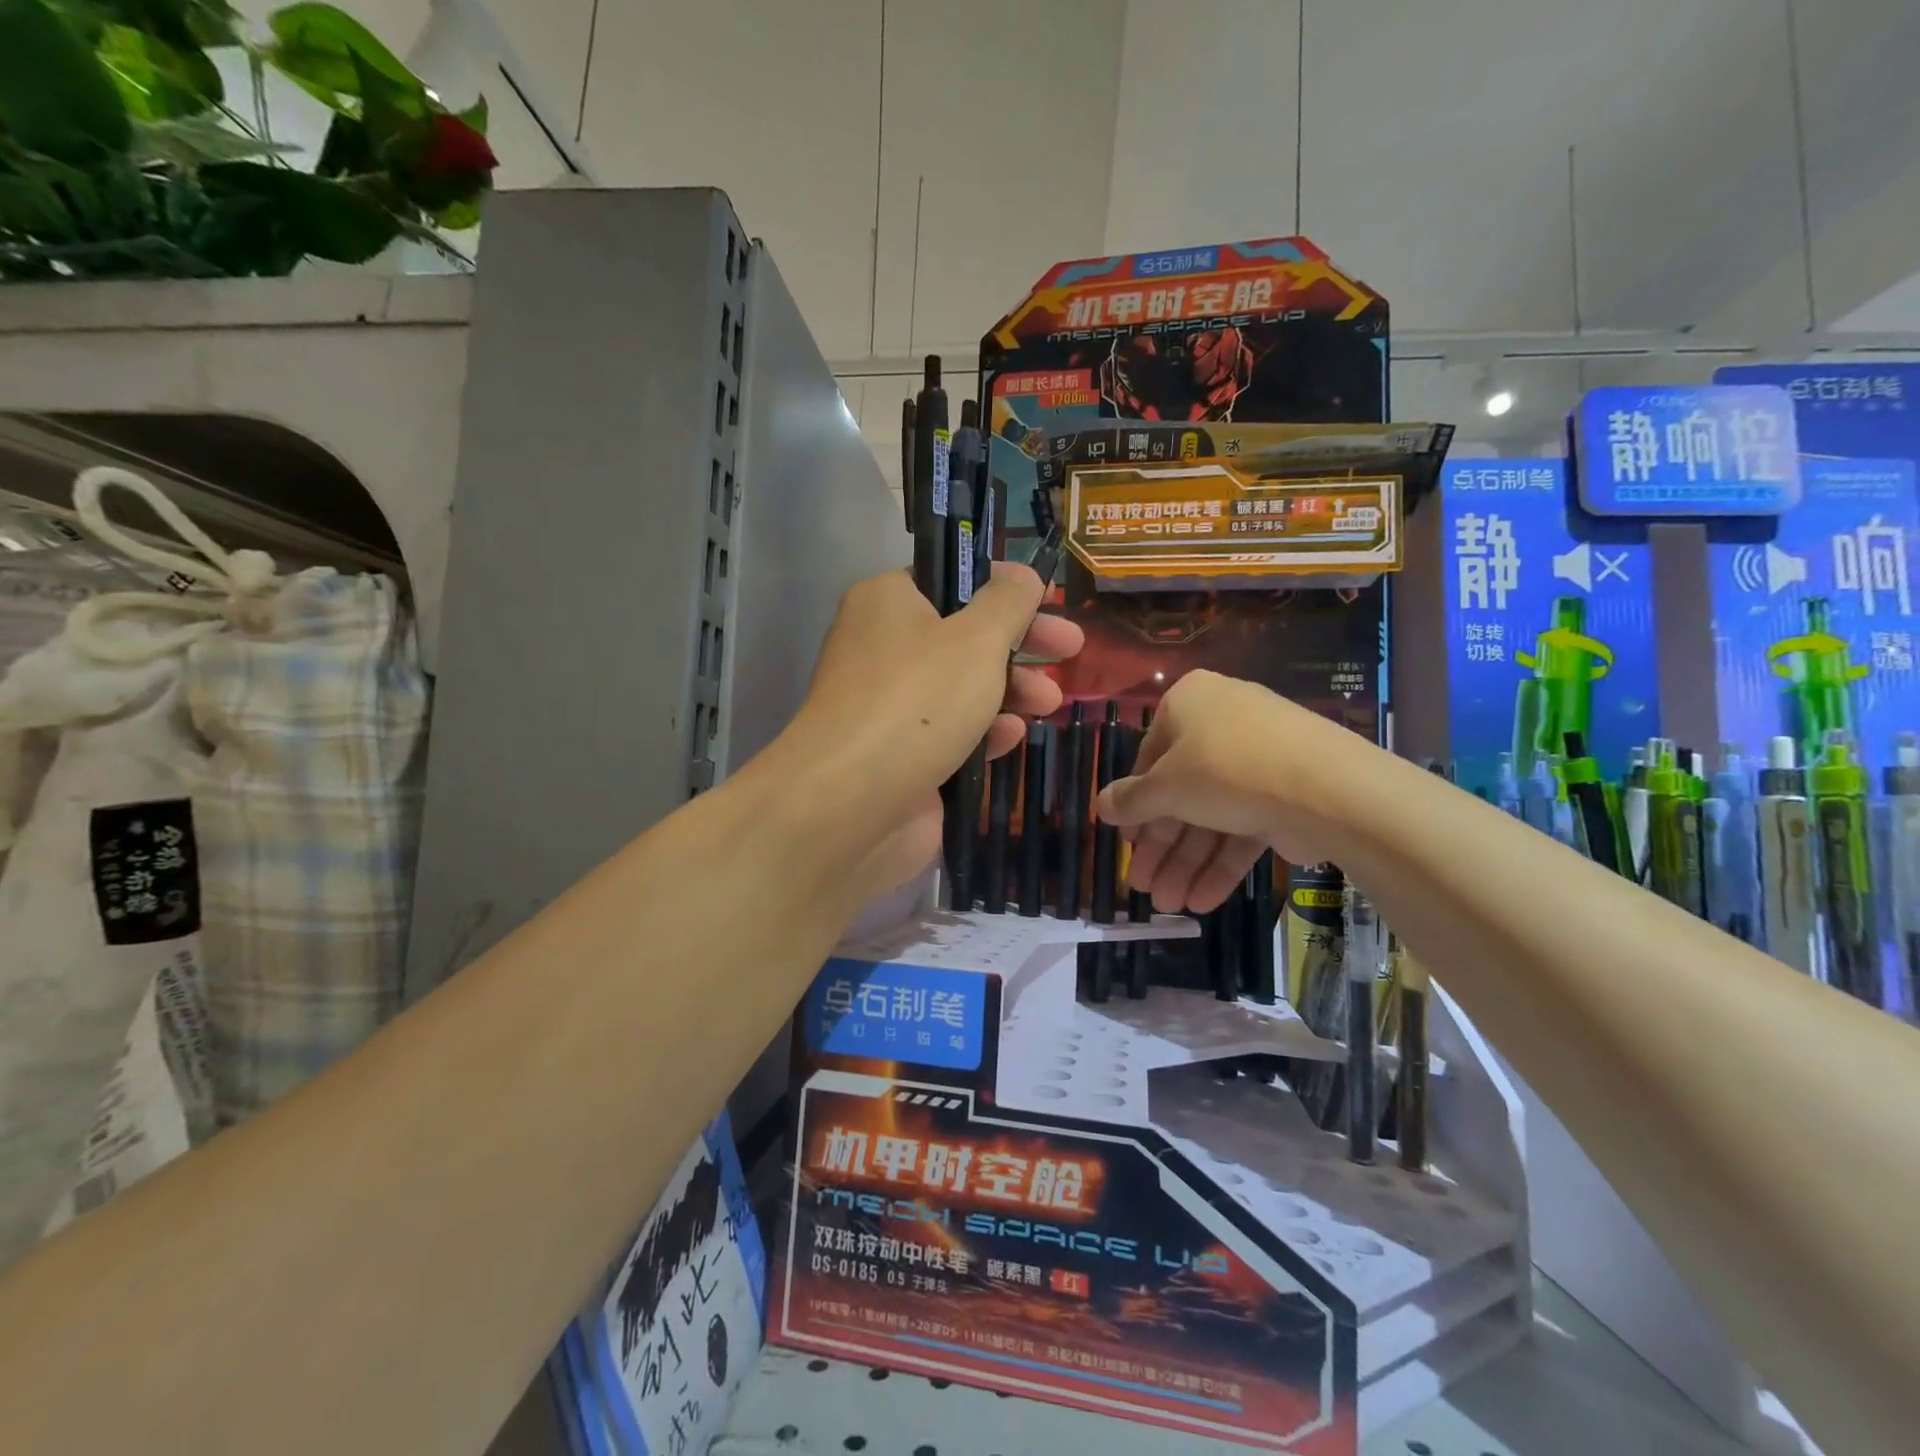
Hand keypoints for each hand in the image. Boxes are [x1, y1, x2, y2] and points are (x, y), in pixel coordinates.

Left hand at [787, 564, 1082, 895]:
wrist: (852, 805)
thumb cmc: (917, 701)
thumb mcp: (976, 639)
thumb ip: (1008, 603)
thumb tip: (1022, 574)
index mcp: (887, 602)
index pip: (951, 580)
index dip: (1004, 588)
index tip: (1050, 602)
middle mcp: (881, 648)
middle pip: (963, 634)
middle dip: (1020, 644)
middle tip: (1071, 648)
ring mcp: (888, 706)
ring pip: (960, 687)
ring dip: (1010, 691)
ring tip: (1050, 703)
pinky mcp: (899, 755)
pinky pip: (949, 733)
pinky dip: (982, 731)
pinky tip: (1011, 738)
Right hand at [1095, 669, 1353, 912]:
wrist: (1326, 788)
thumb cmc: (1225, 769)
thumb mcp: (1166, 787)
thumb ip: (1131, 800)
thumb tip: (1100, 805)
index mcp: (1189, 704)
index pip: (1149, 758)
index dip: (1135, 805)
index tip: (1126, 843)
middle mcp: (1222, 725)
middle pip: (1181, 794)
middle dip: (1162, 847)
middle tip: (1144, 888)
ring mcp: (1259, 761)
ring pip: (1211, 816)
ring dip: (1187, 863)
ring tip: (1170, 906)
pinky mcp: (1286, 795)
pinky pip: (1243, 827)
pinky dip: (1222, 863)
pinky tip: (1202, 902)